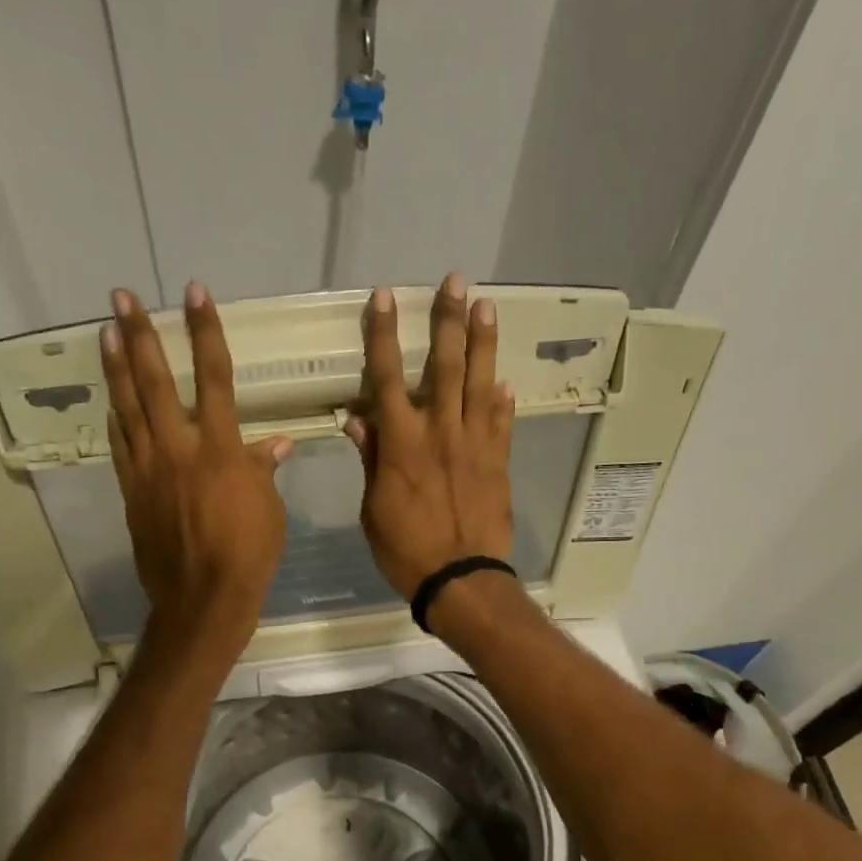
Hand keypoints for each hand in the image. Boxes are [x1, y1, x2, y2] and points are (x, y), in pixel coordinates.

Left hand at [103, 282, 292, 660]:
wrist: (203, 597)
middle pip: (155, 382)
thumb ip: (263, 470)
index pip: (214, 376)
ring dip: (116, 367)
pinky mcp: (132, 493)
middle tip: (121, 298)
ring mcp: (148, 470)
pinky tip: (109, 400)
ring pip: (127, 408)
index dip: (205, 332)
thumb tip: (275, 444)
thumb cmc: (249, 554)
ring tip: (106, 332)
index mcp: (220, 448)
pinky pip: (120, 447)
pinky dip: (115, 420)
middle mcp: (178, 449)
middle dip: (140, 335)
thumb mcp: (269, 510)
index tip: (194, 294)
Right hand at [345, 271, 514, 599]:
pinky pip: (502, 423)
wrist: (460, 579)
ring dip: (483, 343)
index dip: (384, 335)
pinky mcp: (499, 463)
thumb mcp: (373, 509)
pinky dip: (502, 401)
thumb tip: (357, 417)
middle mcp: (440, 432)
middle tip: (456, 281)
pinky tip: (504, 382)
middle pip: (444, 366)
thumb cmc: (406, 550)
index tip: (385, 297)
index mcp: (402, 444)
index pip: (388, 377)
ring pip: (480, 384)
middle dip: (448, 321)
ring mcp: (475, 445)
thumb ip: (370, 459)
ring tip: (487, 306)